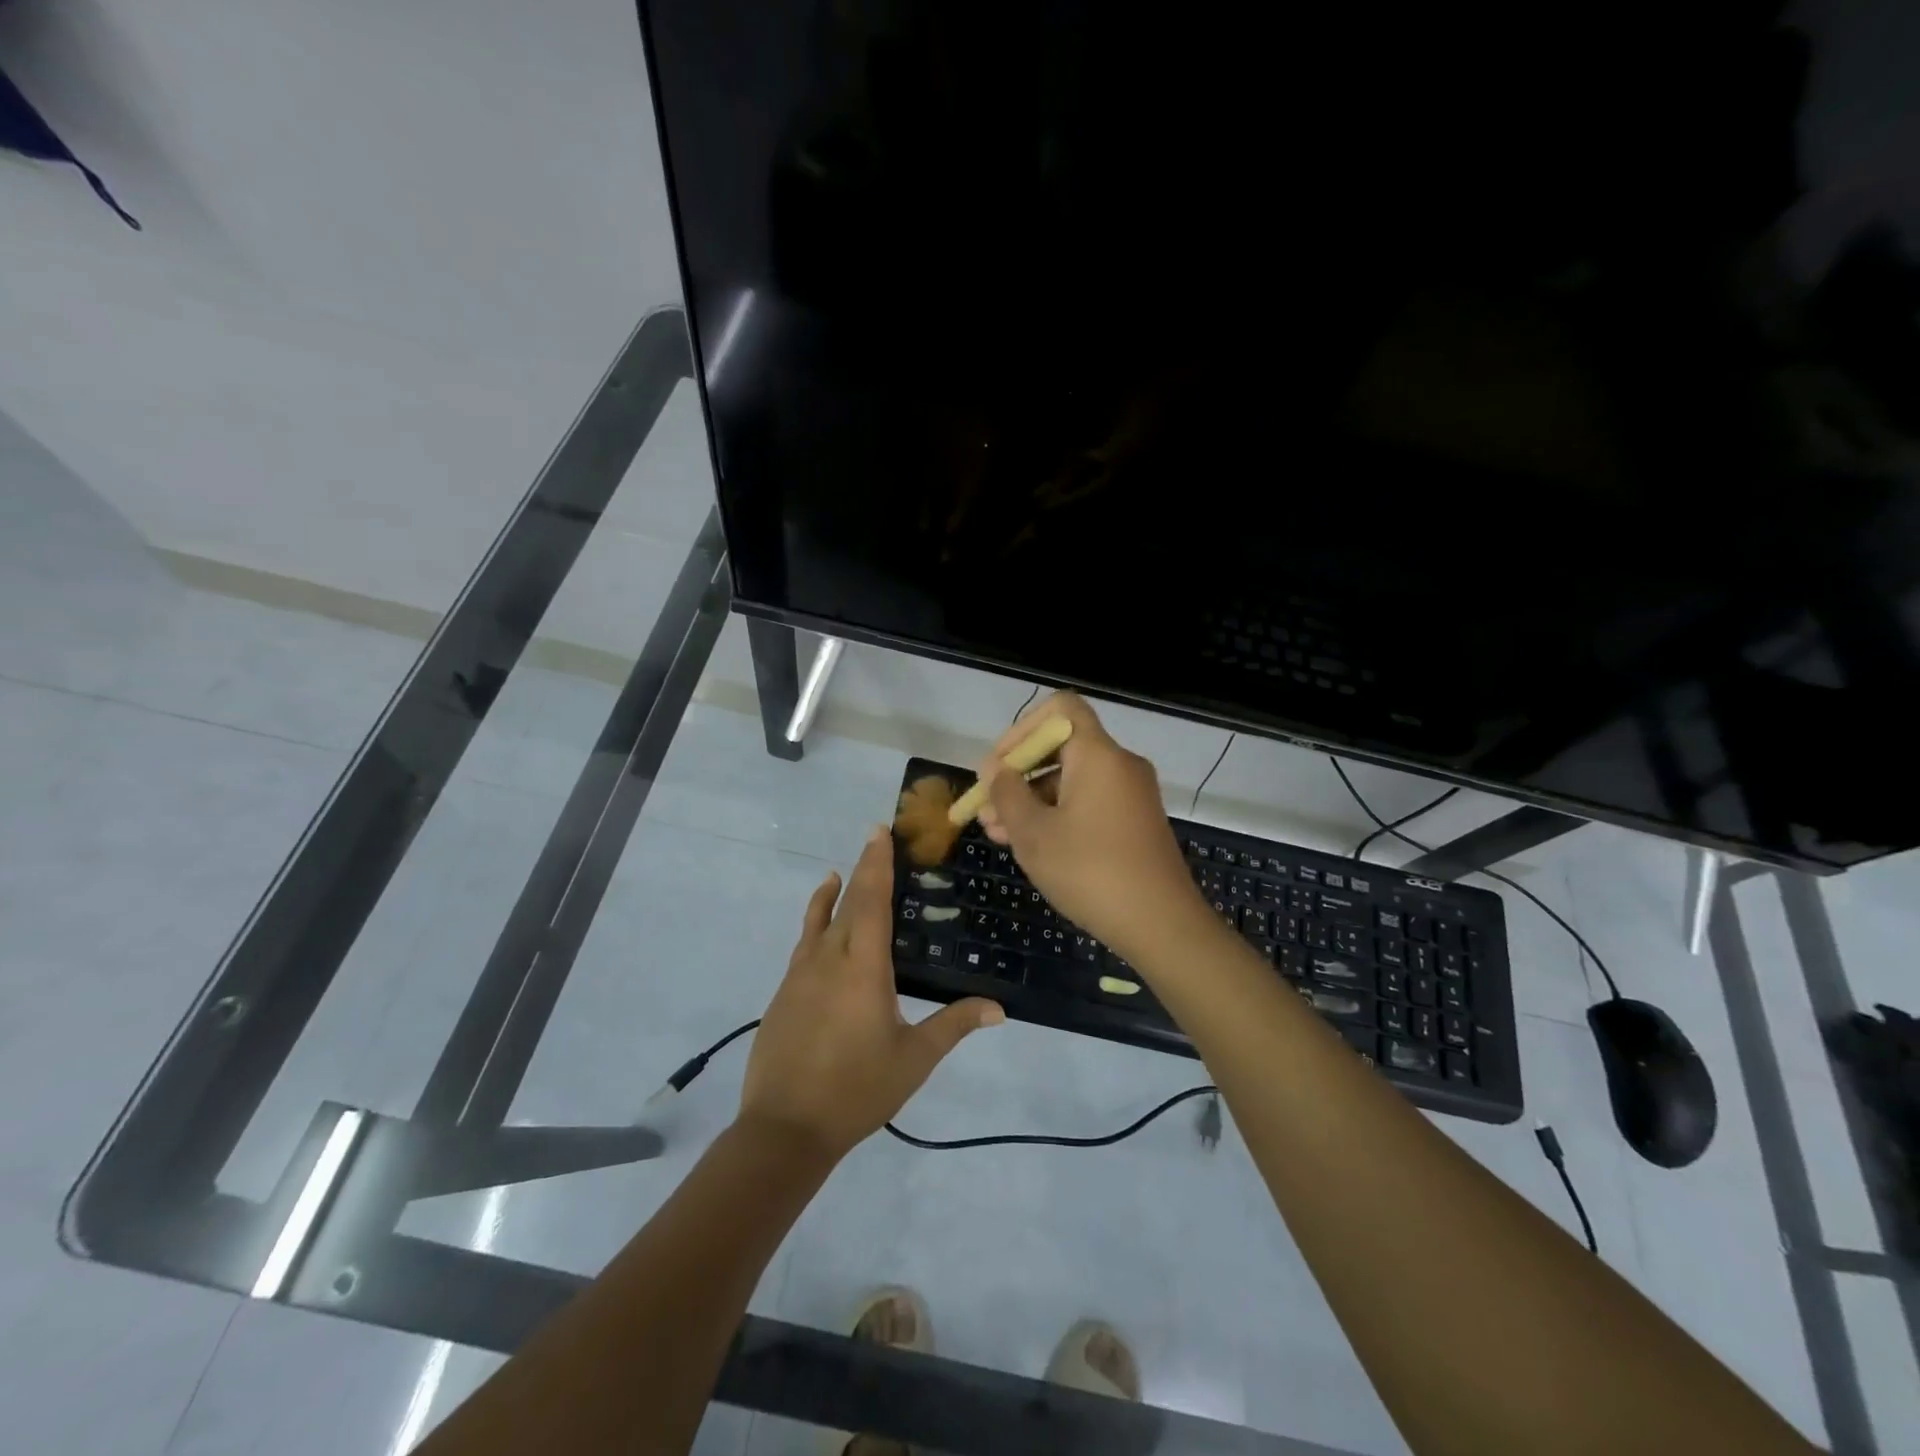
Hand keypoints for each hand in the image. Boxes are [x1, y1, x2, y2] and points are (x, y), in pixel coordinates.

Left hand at [740, 827, 1003, 1158]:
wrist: (784, 1129)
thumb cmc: (857, 1090)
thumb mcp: (913, 1059)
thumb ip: (953, 1026)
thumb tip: (998, 1008)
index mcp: (862, 968)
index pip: (871, 901)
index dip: (877, 863)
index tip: (879, 831)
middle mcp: (828, 960)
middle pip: (846, 903)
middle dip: (861, 871)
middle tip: (873, 843)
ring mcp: (799, 976)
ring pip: (817, 922)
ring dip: (831, 896)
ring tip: (836, 875)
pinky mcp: (783, 995)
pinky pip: (803, 946)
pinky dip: (814, 925)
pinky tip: (819, 935)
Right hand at [976, 692, 1206, 964]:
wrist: (1162, 925)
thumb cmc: (1091, 872)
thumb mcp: (1034, 834)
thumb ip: (1008, 795)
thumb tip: (998, 771)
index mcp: (1098, 755)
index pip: (1061, 707)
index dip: (1022, 728)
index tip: (998, 765)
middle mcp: (1119, 764)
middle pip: (1061, 746)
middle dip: (1018, 773)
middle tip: (986, 806)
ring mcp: (1131, 794)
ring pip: (1071, 779)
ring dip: (1032, 799)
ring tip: (996, 833)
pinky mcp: (1135, 822)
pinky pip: (1089, 801)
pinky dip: (1058, 813)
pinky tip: (1029, 844)